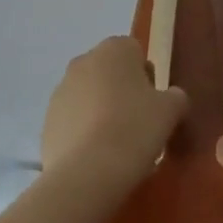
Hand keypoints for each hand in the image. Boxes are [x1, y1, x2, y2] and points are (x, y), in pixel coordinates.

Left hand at [41, 36, 188, 188]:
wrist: (87, 173)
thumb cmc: (135, 129)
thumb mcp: (170, 110)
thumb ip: (175, 96)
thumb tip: (172, 97)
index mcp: (114, 48)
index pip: (135, 53)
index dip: (147, 78)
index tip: (152, 105)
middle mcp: (84, 61)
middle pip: (109, 72)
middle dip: (121, 92)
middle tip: (136, 124)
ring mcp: (61, 90)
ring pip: (89, 95)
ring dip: (100, 111)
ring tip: (114, 145)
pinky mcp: (46, 120)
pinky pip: (72, 120)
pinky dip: (83, 132)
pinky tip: (95, 157)